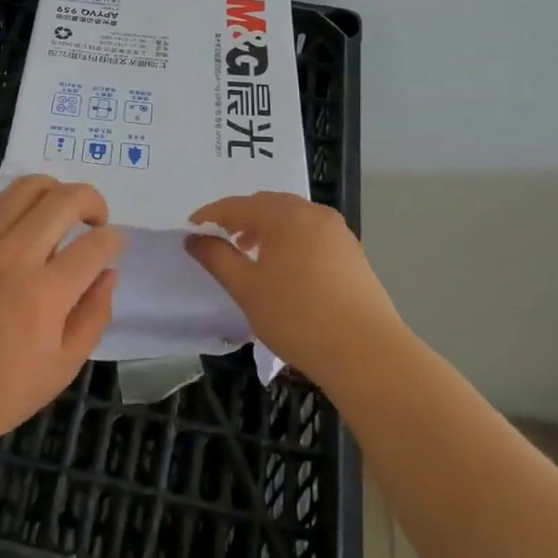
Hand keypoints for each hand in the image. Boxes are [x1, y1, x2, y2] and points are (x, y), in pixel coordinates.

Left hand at [0, 175, 123, 462]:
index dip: (114, 239)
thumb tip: (109, 272)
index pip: (95, 244)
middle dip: (93, 201)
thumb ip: (94, 316)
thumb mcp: (61, 369)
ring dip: (57, 191)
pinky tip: (24, 224)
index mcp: (44, 295)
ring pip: (29, 187)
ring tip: (60, 213)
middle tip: (95, 221)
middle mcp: (14, 257)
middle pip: (66, 199)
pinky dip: (20, 202)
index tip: (114, 245)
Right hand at [184, 192, 405, 391]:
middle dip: (242, 218)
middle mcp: (314, 213)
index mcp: (286, 215)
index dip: (212, 214)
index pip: (239, 205)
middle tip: (222, 239)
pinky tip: (286, 269)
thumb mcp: (247, 288)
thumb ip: (217, 258)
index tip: (192, 227)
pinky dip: (291, 241)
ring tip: (252, 255)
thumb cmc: (297, 316)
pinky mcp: (353, 253)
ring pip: (293, 219)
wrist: (366, 352)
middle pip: (268, 205)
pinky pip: (312, 234)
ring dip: (267, 229)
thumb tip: (194, 238)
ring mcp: (338, 232)